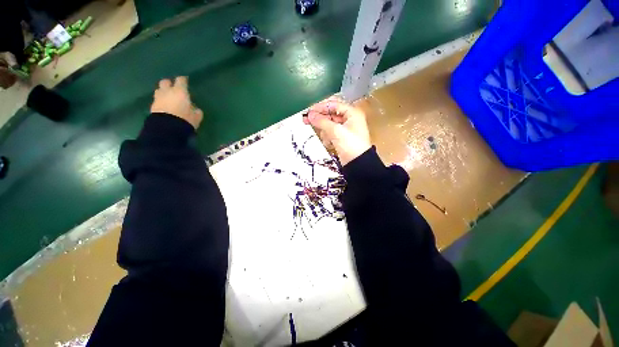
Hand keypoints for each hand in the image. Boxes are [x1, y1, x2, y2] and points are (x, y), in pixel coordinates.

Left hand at [151, 76, 202, 128]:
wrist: (167, 128)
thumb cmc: (185, 119)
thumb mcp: (196, 116)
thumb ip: (196, 110)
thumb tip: (195, 108)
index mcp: (180, 91)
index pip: (181, 80)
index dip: (183, 79)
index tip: (185, 80)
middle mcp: (168, 91)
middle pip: (166, 82)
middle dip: (169, 83)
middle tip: (174, 87)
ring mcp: (158, 98)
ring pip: (159, 90)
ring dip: (163, 91)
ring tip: (168, 96)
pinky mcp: (152, 106)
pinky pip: (157, 100)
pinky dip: (160, 100)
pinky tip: (164, 105)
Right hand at [304, 97, 371, 165]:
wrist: (357, 164)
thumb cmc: (350, 145)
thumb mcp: (335, 131)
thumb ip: (322, 121)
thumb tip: (310, 115)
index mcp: (352, 113)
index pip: (333, 105)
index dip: (320, 107)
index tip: (308, 111)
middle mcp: (349, 119)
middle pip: (330, 115)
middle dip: (320, 120)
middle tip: (306, 120)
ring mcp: (345, 130)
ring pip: (329, 126)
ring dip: (325, 132)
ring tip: (327, 139)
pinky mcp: (342, 139)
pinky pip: (331, 134)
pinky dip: (328, 138)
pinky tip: (330, 144)